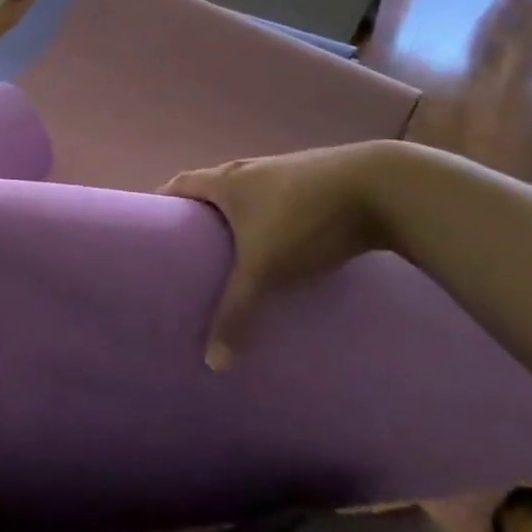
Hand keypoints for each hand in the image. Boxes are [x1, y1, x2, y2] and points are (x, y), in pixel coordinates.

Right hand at [161, 141, 400, 369]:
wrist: (379, 188)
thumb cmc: (303, 219)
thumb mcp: (265, 269)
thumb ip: (237, 311)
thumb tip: (212, 362)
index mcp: (226, 180)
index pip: (180, 183)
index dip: (163, 201)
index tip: (152, 226)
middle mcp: (249, 169)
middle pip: (212, 186)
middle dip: (199, 213)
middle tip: (191, 248)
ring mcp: (285, 171)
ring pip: (248, 193)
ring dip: (237, 215)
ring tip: (235, 250)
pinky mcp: (316, 181)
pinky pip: (278, 199)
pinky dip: (270, 217)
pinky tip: (282, 243)